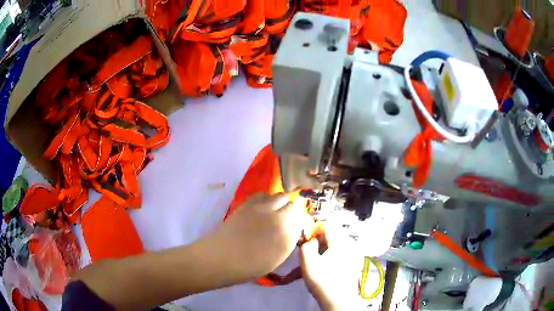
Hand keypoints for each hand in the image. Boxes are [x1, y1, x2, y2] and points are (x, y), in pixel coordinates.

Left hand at [209, 193, 311, 280]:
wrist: (222, 257)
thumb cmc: (251, 265)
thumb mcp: (278, 256)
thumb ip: (289, 239)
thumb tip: (294, 229)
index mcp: (287, 228)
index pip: (302, 215)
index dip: (301, 220)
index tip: (298, 227)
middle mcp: (276, 212)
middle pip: (291, 201)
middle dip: (292, 209)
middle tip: (288, 220)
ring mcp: (260, 206)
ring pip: (277, 195)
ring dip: (280, 202)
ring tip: (275, 213)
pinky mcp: (246, 203)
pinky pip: (262, 195)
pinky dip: (266, 199)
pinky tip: (262, 210)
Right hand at [300, 223, 363, 310]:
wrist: (338, 301)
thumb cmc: (323, 281)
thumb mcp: (308, 263)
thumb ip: (306, 246)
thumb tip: (310, 240)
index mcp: (341, 242)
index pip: (327, 224)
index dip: (314, 228)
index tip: (304, 240)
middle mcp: (350, 244)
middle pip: (331, 233)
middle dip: (317, 240)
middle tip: (307, 251)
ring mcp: (353, 254)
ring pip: (334, 244)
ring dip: (321, 249)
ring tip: (312, 261)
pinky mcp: (353, 262)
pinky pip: (339, 253)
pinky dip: (328, 256)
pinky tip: (321, 267)